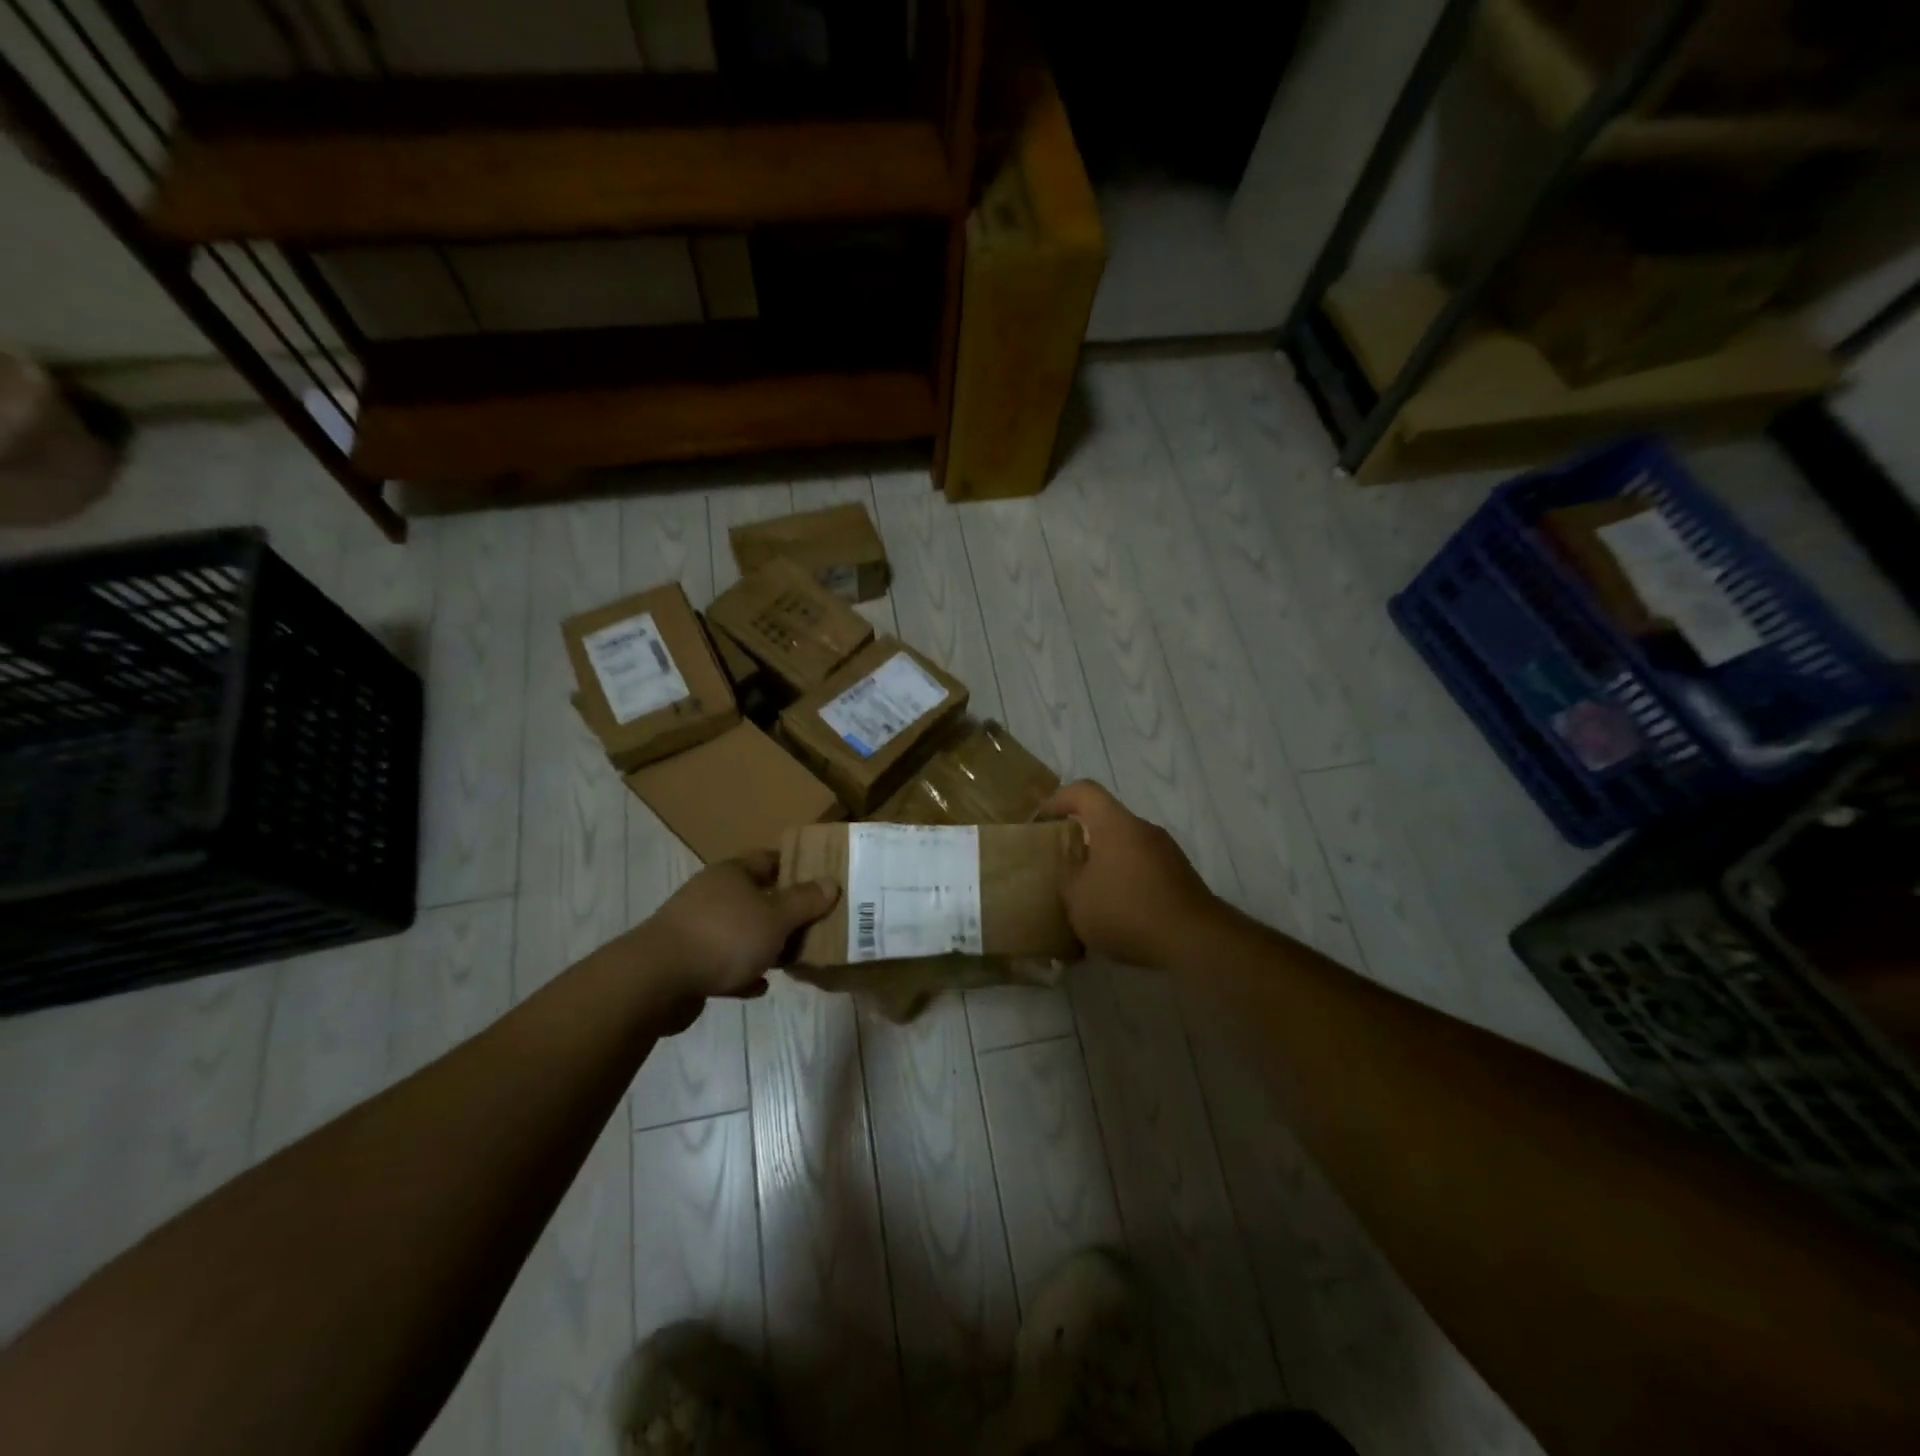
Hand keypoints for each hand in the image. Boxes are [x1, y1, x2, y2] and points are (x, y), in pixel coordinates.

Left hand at [641, 851, 839, 1001]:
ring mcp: (695, 927)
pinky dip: (742, 971)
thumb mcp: (776, 918)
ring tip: (791, 958)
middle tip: (813, 925)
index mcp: (732, 874)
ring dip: (763, 944)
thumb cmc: (724, 937)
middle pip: (755, 896)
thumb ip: (805, 902)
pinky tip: (759, 986)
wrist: (657, 980)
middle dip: (783, 911)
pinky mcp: (685, 961)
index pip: (769, 859)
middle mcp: (711, 894)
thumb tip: (831, 883)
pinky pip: (723, 962)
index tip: (821, 881)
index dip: (796, 867)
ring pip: (740, 931)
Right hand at [1044, 781, 1220, 972]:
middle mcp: (1143, 828)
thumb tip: (1068, 867)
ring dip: (1106, 862)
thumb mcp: (1077, 899)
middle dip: (1083, 837)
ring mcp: (1167, 851)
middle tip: (1063, 862)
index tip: (1043, 819)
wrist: (1194, 940)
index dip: (1060, 799)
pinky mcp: (1181, 876)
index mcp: (1115, 824)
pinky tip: (1118, 912)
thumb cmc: (1127, 910)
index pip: (1085, 791)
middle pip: (1107, 819)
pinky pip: (1144, 868)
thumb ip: (1066, 877)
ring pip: (1126, 846)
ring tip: (1089, 893)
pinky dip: (1127, 880)